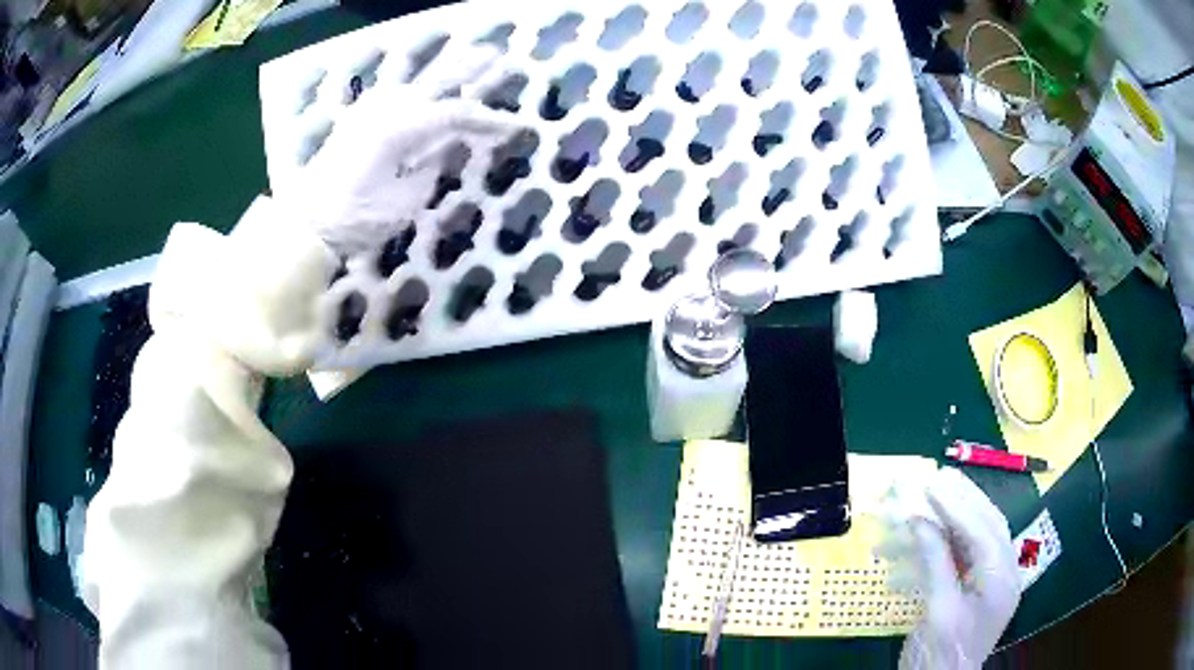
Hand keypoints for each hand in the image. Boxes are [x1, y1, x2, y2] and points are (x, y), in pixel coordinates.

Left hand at [277, 43, 521, 256]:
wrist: (306, 224)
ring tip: (464, 62)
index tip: (515, 127)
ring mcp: (368, 111)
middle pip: (435, 81)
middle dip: (467, 68)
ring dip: (439, 72)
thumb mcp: (406, 200)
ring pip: (413, 83)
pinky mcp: (357, 121)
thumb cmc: (357, 218)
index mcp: (402, 128)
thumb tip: (445, 146)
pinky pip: (394, 95)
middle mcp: (386, 109)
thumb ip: (431, 166)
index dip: (487, 120)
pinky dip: (415, 88)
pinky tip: (422, 89)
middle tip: (494, 54)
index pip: (455, 114)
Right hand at [899, 468, 1020, 669]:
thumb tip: (919, 520)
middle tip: (939, 476)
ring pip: (983, 532)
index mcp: (1002, 580)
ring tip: (941, 488)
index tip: (931, 485)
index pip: (983, 531)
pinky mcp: (980, 586)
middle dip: (965, 499)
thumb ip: (934, 563)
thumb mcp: (937, 611)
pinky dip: (955, 533)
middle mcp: (1005, 573)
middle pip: (990, 524)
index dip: (957, 507)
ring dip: (962, 510)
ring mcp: (994, 579)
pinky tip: (940, 523)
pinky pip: (971, 550)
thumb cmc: (941, 655)